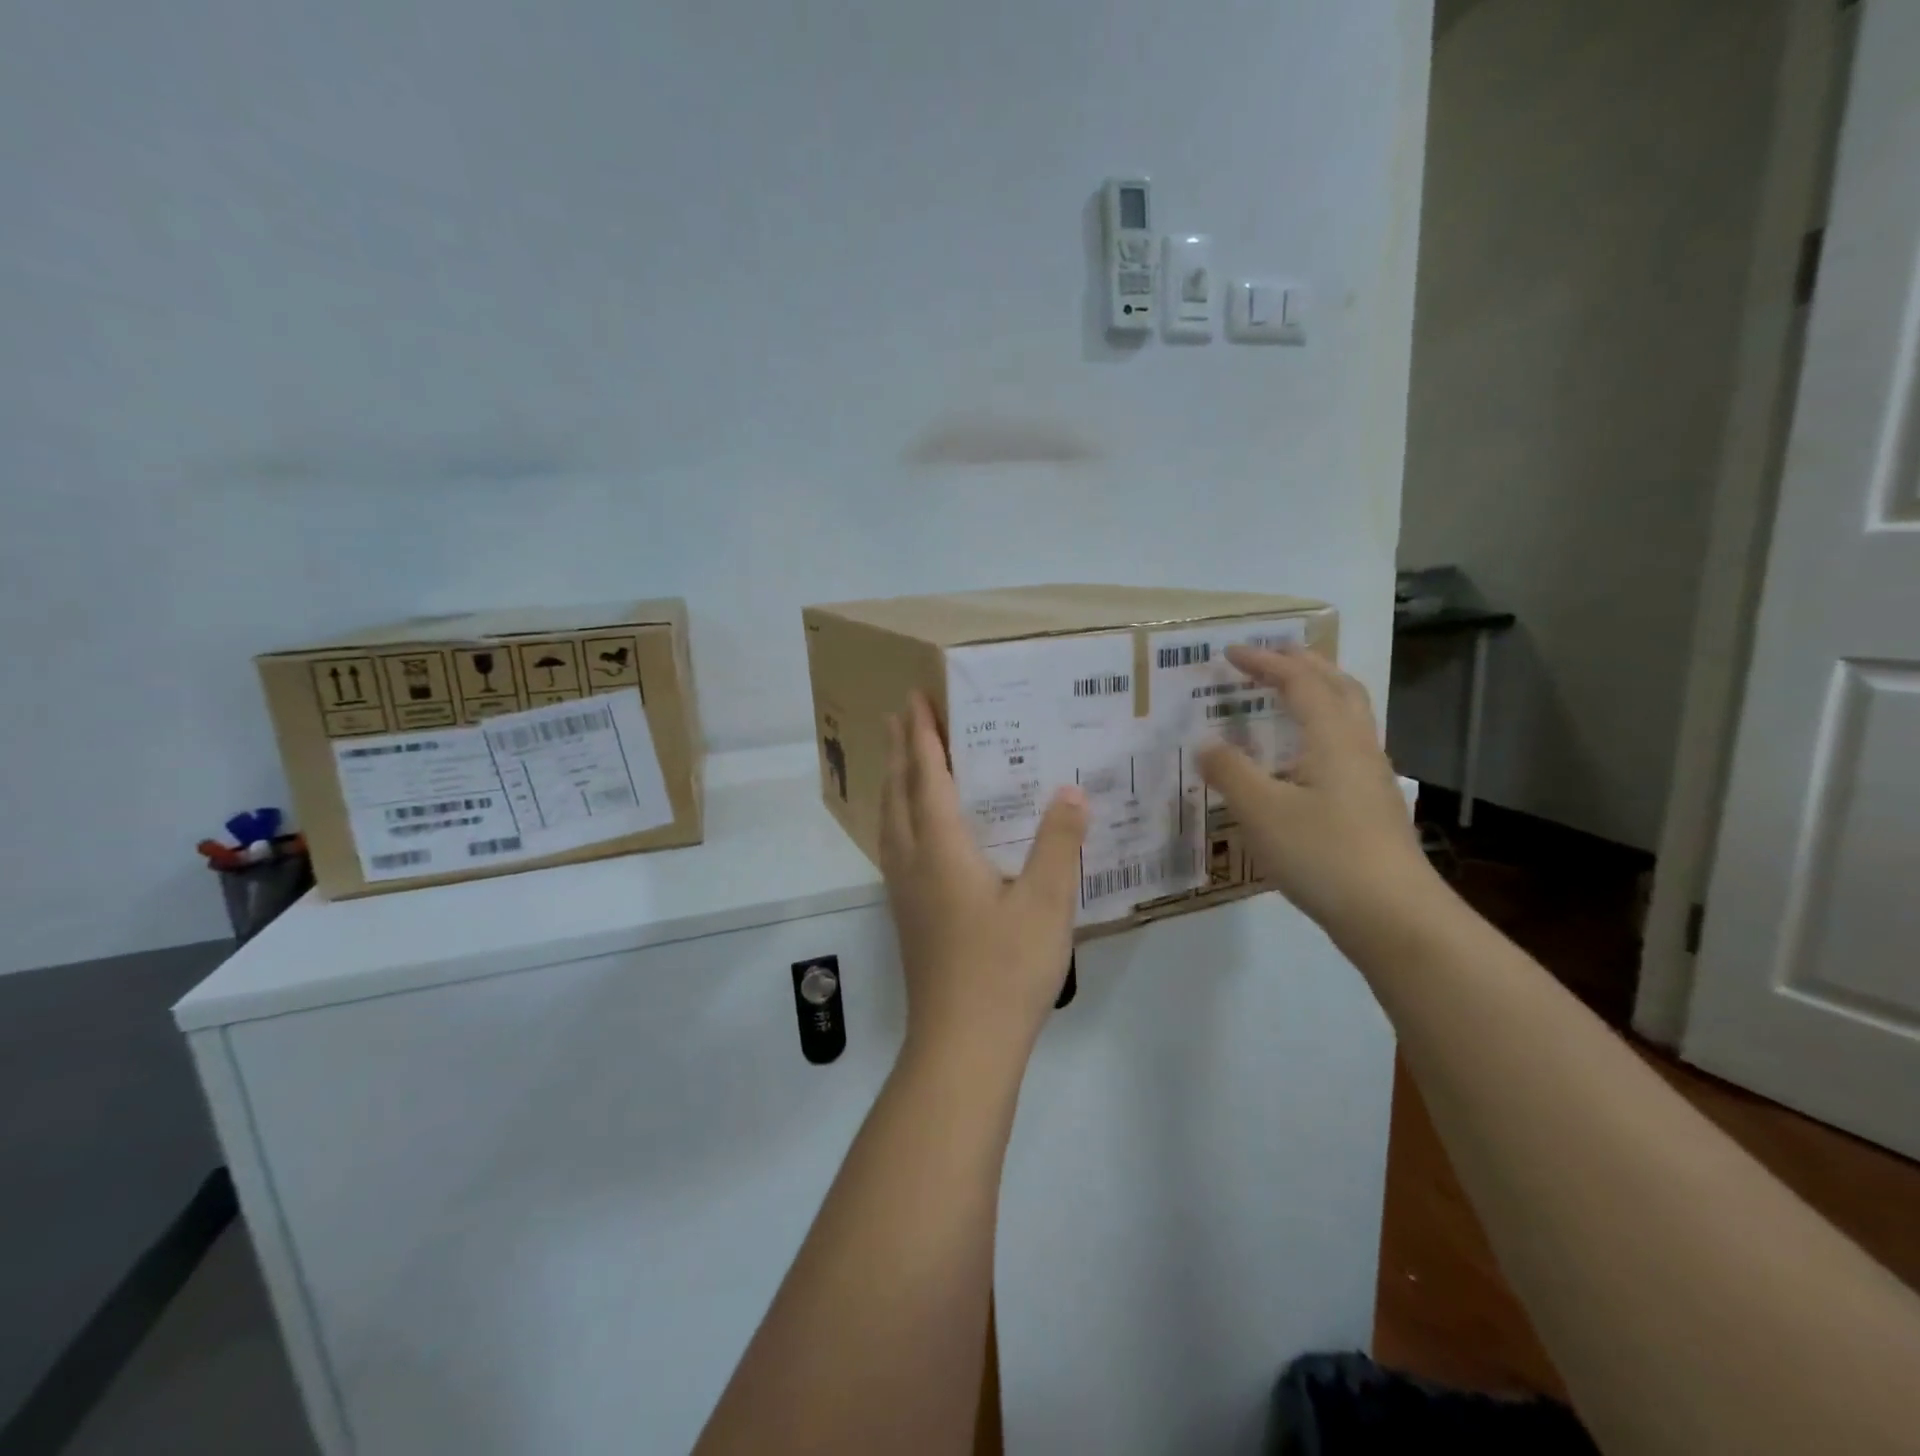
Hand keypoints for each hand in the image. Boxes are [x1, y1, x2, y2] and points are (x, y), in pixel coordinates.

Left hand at [881, 693, 1088, 1067]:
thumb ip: (1059, 842)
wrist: (962, 1045)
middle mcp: (912, 861)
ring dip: (894, 782)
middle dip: (901, 750)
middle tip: (902, 716)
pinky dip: (898, 816)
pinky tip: (914, 830)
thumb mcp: (1047, 902)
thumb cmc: (1005, 969)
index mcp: (941, 848)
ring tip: (902, 761)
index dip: (923, 736)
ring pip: (889, 821)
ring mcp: (903, 891)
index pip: (927, 776)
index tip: (915, 699)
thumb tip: (1070, 790)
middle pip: (899, 792)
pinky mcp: (907, 915)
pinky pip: (894, 845)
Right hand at [1196, 645, 1437, 940]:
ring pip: (1348, 716)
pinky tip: (1301, 759)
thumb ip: (1229, 772)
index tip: (1230, 652)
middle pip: (1338, 687)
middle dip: (1303, 665)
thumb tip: (1205, 744)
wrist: (1393, 915)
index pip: (1299, 682)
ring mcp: (1370, 777)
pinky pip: (1345, 746)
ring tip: (1287, 696)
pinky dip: (1320, 729)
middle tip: (1270, 657)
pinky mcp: (1372, 805)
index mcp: (1332, 738)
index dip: (1265, 662)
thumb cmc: (1323, 854)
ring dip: (1318, 693)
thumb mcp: (1261, 811)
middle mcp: (1357, 747)